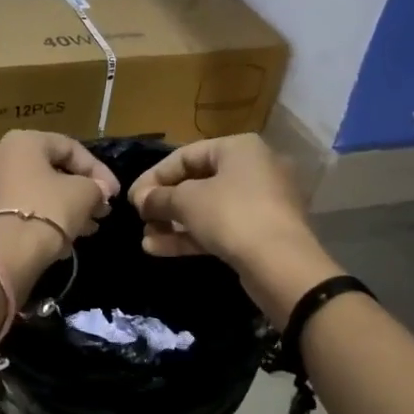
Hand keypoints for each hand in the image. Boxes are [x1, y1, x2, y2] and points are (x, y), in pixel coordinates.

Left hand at [0, 131, 119, 291]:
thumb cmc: (45, 213)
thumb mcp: (83, 195)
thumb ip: (95, 188)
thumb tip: (98, 192)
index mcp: (21, 141)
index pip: (69, 147)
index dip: (98, 171)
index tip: (114, 195)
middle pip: (46, 172)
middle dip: (77, 193)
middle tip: (99, 214)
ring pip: (29, 193)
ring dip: (59, 209)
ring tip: (83, 231)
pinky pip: (11, 212)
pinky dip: (34, 221)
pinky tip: (55, 243)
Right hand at [127, 134, 341, 325]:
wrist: (281, 264)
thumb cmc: (232, 216)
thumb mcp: (187, 202)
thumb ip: (159, 198)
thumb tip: (141, 199)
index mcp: (239, 148)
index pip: (186, 155)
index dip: (154, 176)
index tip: (132, 198)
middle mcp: (253, 169)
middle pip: (197, 182)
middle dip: (164, 203)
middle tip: (140, 219)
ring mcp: (260, 202)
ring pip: (207, 209)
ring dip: (173, 223)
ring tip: (146, 239)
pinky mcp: (261, 232)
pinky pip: (220, 228)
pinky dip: (191, 236)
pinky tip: (159, 250)